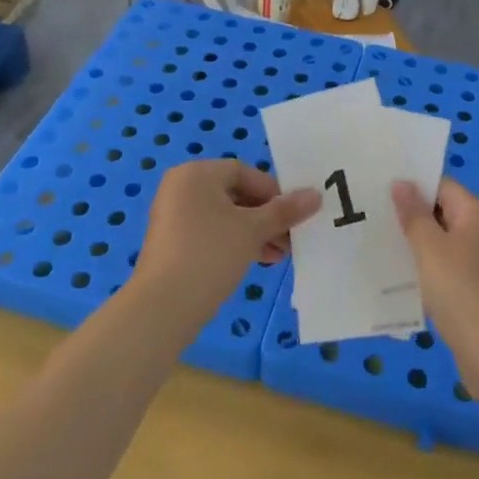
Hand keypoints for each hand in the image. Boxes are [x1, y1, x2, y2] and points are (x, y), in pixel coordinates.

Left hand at [134, 161, 319, 324]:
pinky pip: (210, 233)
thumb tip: (316, 195)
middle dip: (266, 216)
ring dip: (254, 232)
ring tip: (277, 255)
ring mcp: (173, 216)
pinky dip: (233, 243)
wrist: (163, 307)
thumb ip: (285, 210)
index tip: (292, 215)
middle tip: (289, 238)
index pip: (244, 172)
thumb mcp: (253, 230)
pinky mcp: (172, 243)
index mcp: (197, 173)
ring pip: (224, 216)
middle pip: (235, 194)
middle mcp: (181, 187)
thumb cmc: (210, 254)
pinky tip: (256, 261)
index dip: (272, 192)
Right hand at [392, 178, 478, 402]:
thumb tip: (401, 182)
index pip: (440, 185)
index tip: (377, 186)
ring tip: (373, 243)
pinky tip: (394, 277)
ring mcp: (476, 263)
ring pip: (438, 244)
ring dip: (411, 244)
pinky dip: (421, 270)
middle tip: (368, 214)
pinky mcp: (470, 291)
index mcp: (474, 214)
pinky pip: (440, 270)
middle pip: (439, 213)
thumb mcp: (431, 248)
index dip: (411, 184)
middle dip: (407, 215)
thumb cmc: (462, 291)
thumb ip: (414, 215)